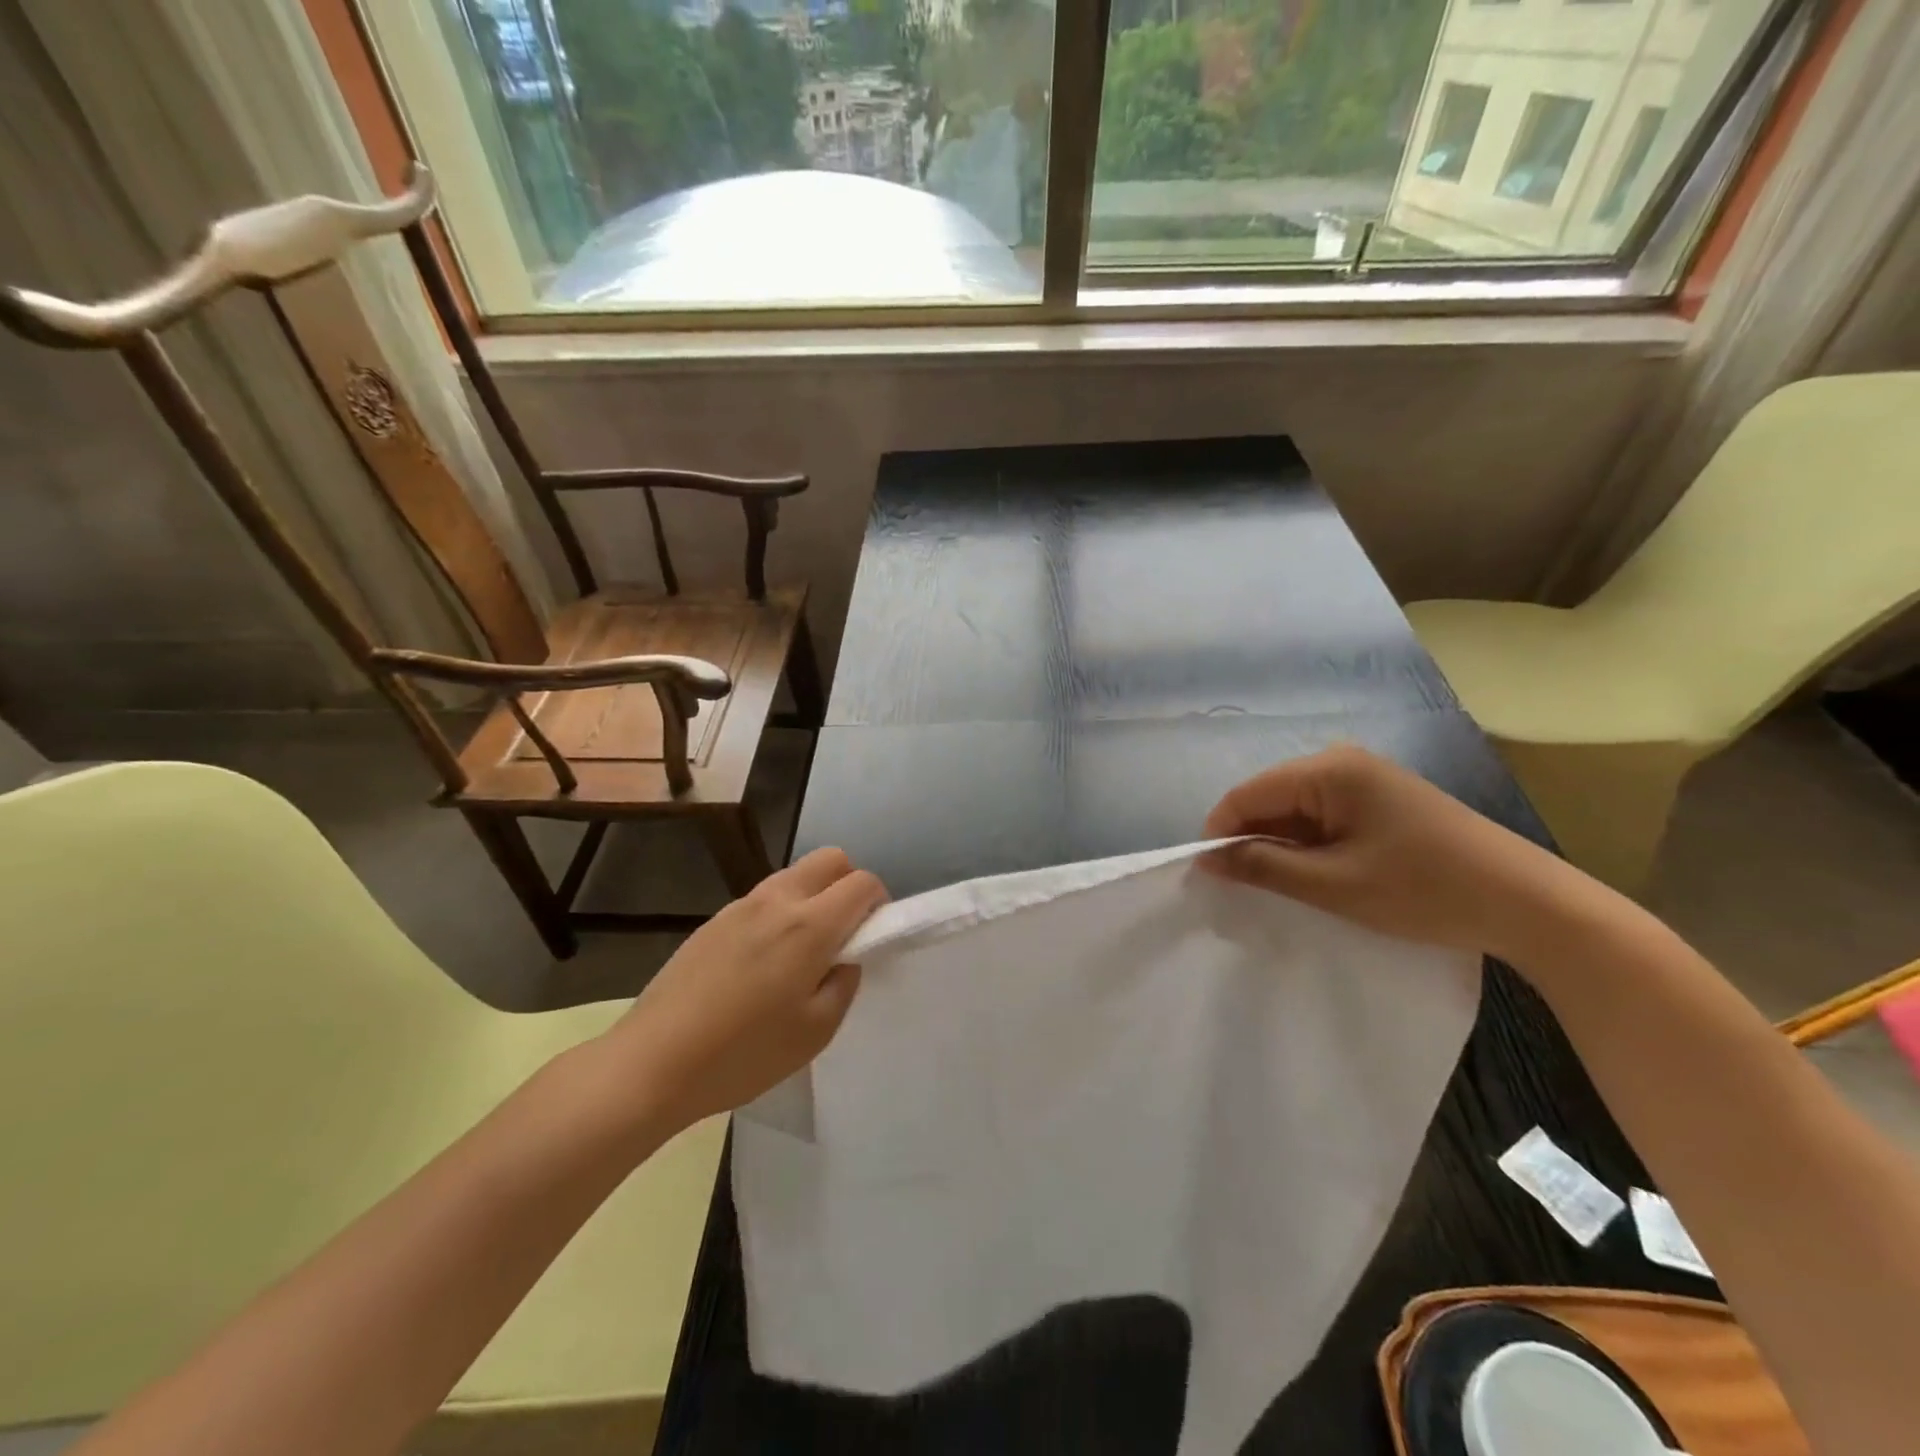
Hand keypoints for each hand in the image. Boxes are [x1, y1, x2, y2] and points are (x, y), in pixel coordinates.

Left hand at [600, 848, 887, 1131]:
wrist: (652, 1062)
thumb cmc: (743, 1053)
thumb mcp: (815, 1032)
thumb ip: (843, 984)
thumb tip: (846, 958)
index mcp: (809, 925)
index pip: (861, 882)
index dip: (878, 902)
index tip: (871, 935)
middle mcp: (777, 900)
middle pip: (829, 859)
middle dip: (848, 884)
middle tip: (842, 934)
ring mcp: (740, 906)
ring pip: (794, 875)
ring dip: (812, 896)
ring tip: (800, 952)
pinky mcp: (713, 920)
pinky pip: (762, 898)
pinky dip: (779, 912)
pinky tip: (760, 963)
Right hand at [1201, 745, 1582, 960]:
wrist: (1528, 903)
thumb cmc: (1424, 890)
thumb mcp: (1333, 885)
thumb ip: (1263, 867)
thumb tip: (1206, 858)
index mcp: (1329, 769)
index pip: (1247, 793)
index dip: (1220, 832)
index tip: (1208, 876)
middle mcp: (1342, 761)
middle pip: (1269, 798)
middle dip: (1250, 841)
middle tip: (1242, 889)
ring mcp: (1365, 779)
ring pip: (1294, 810)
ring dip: (1280, 847)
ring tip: (1278, 889)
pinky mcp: (1380, 799)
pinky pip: (1322, 816)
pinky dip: (1308, 846)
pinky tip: (1314, 877)